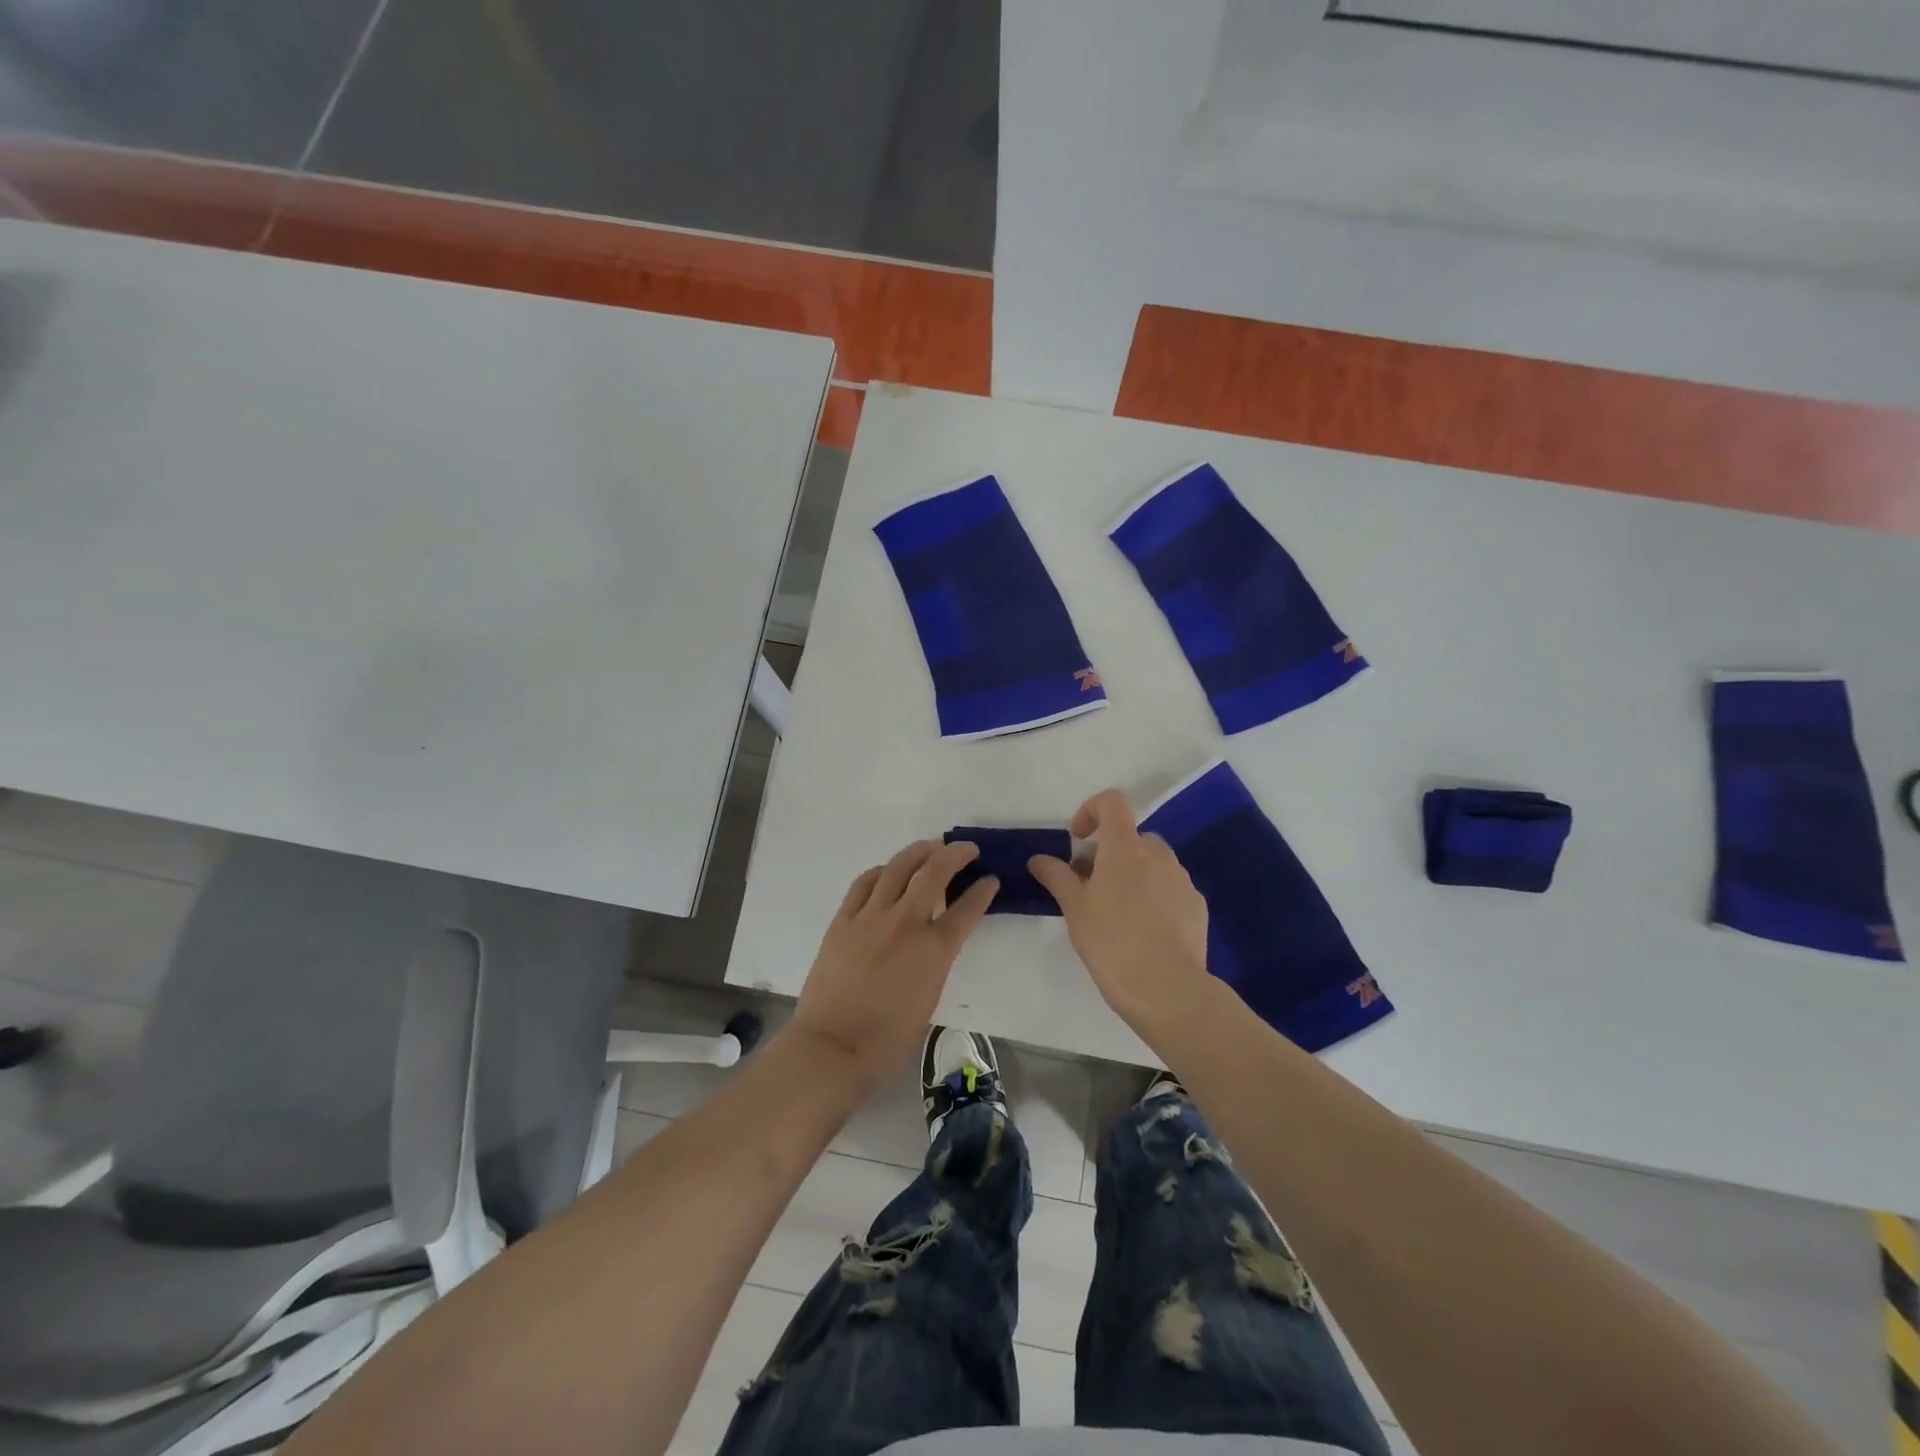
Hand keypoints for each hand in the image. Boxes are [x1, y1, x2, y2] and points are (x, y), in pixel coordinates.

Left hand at [791, 839, 997, 1089]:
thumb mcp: (929, 997)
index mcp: (934, 950)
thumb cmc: (888, 1037)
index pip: (967, 908)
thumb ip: (937, 960)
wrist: (833, 1046)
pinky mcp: (844, 920)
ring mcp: (871, 917)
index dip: (983, 890)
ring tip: (932, 846)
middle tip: (967, 850)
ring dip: (919, 851)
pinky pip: (865, 883)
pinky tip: (888, 871)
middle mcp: (905, 923)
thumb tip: (936, 940)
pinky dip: (882, 871)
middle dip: (955, 854)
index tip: (990, 879)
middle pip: (934, 873)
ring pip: (898, 867)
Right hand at [1028, 790, 1211, 1036]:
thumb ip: (1056, 876)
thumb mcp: (1074, 909)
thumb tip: (1039, 859)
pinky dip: (1153, 896)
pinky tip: (1143, 931)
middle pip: (1130, 837)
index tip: (1077, 840)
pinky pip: (1170, 888)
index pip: (1112, 803)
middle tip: (1088, 887)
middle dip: (1108, 853)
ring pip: (1152, 863)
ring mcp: (1182, 880)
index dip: (1091, 810)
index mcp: (1125, 848)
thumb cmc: (1112, 942)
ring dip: (1132, 874)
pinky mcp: (1197, 906)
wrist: (1167, 989)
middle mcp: (1157, 855)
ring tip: (1115, 913)